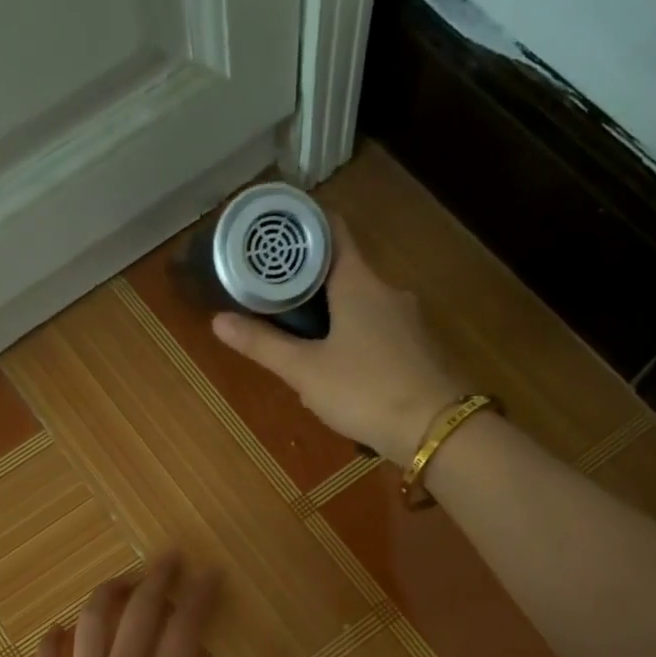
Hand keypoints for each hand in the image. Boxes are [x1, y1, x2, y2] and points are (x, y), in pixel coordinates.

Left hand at [0, 554, 227, 656]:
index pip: (186, 630)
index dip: (201, 596)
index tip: (211, 572)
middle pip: (139, 612)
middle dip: (157, 578)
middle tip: (169, 556)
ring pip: (91, 624)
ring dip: (107, 594)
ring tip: (120, 580)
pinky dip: (51, 642)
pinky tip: (56, 629)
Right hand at [211, 215, 470, 461]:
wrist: (436, 430)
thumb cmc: (365, 391)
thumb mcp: (305, 371)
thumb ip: (263, 345)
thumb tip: (218, 320)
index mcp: (359, 283)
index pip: (333, 231)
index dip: (304, 226)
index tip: (277, 235)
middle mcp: (389, 291)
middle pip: (346, 271)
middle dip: (311, 284)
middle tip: (277, 300)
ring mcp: (410, 320)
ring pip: (364, 306)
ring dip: (336, 317)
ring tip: (305, 343)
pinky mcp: (421, 349)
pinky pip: (382, 332)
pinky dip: (359, 340)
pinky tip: (344, 371)